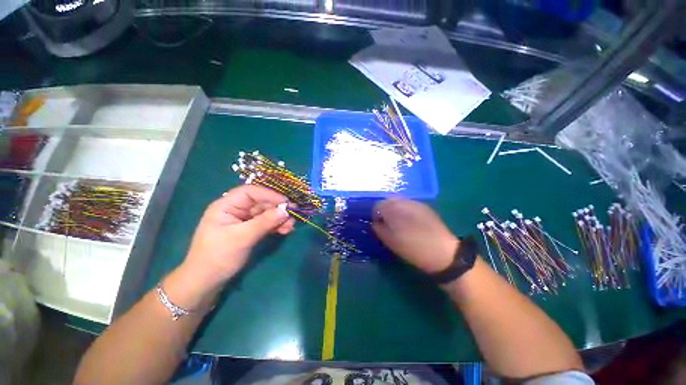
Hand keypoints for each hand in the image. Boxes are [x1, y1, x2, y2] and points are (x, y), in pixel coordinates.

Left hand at [181, 185, 294, 287]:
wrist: (207, 282)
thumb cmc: (218, 256)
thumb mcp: (241, 238)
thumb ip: (264, 222)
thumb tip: (286, 211)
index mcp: (227, 205)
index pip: (251, 192)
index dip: (269, 194)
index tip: (286, 202)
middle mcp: (237, 209)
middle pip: (262, 203)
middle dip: (278, 209)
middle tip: (293, 216)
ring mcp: (244, 220)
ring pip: (266, 213)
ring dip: (279, 218)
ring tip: (290, 226)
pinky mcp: (250, 230)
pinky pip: (267, 223)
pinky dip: (276, 226)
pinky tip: (285, 230)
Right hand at [372, 199, 458, 273]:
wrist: (442, 252)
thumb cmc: (412, 248)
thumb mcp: (390, 241)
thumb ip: (379, 228)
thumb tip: (375, 222)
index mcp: (393, 210)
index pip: (377, 205)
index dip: (375, 214)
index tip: (378, 224)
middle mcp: (403, 202)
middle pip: (388, 200)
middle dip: (385, 209)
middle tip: (387, 222)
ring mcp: (415, 203)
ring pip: (399, 200)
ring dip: (395, 208)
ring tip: (399, 221)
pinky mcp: (425, 206)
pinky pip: (409, 204)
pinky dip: (405, 209)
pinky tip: (410, 221)